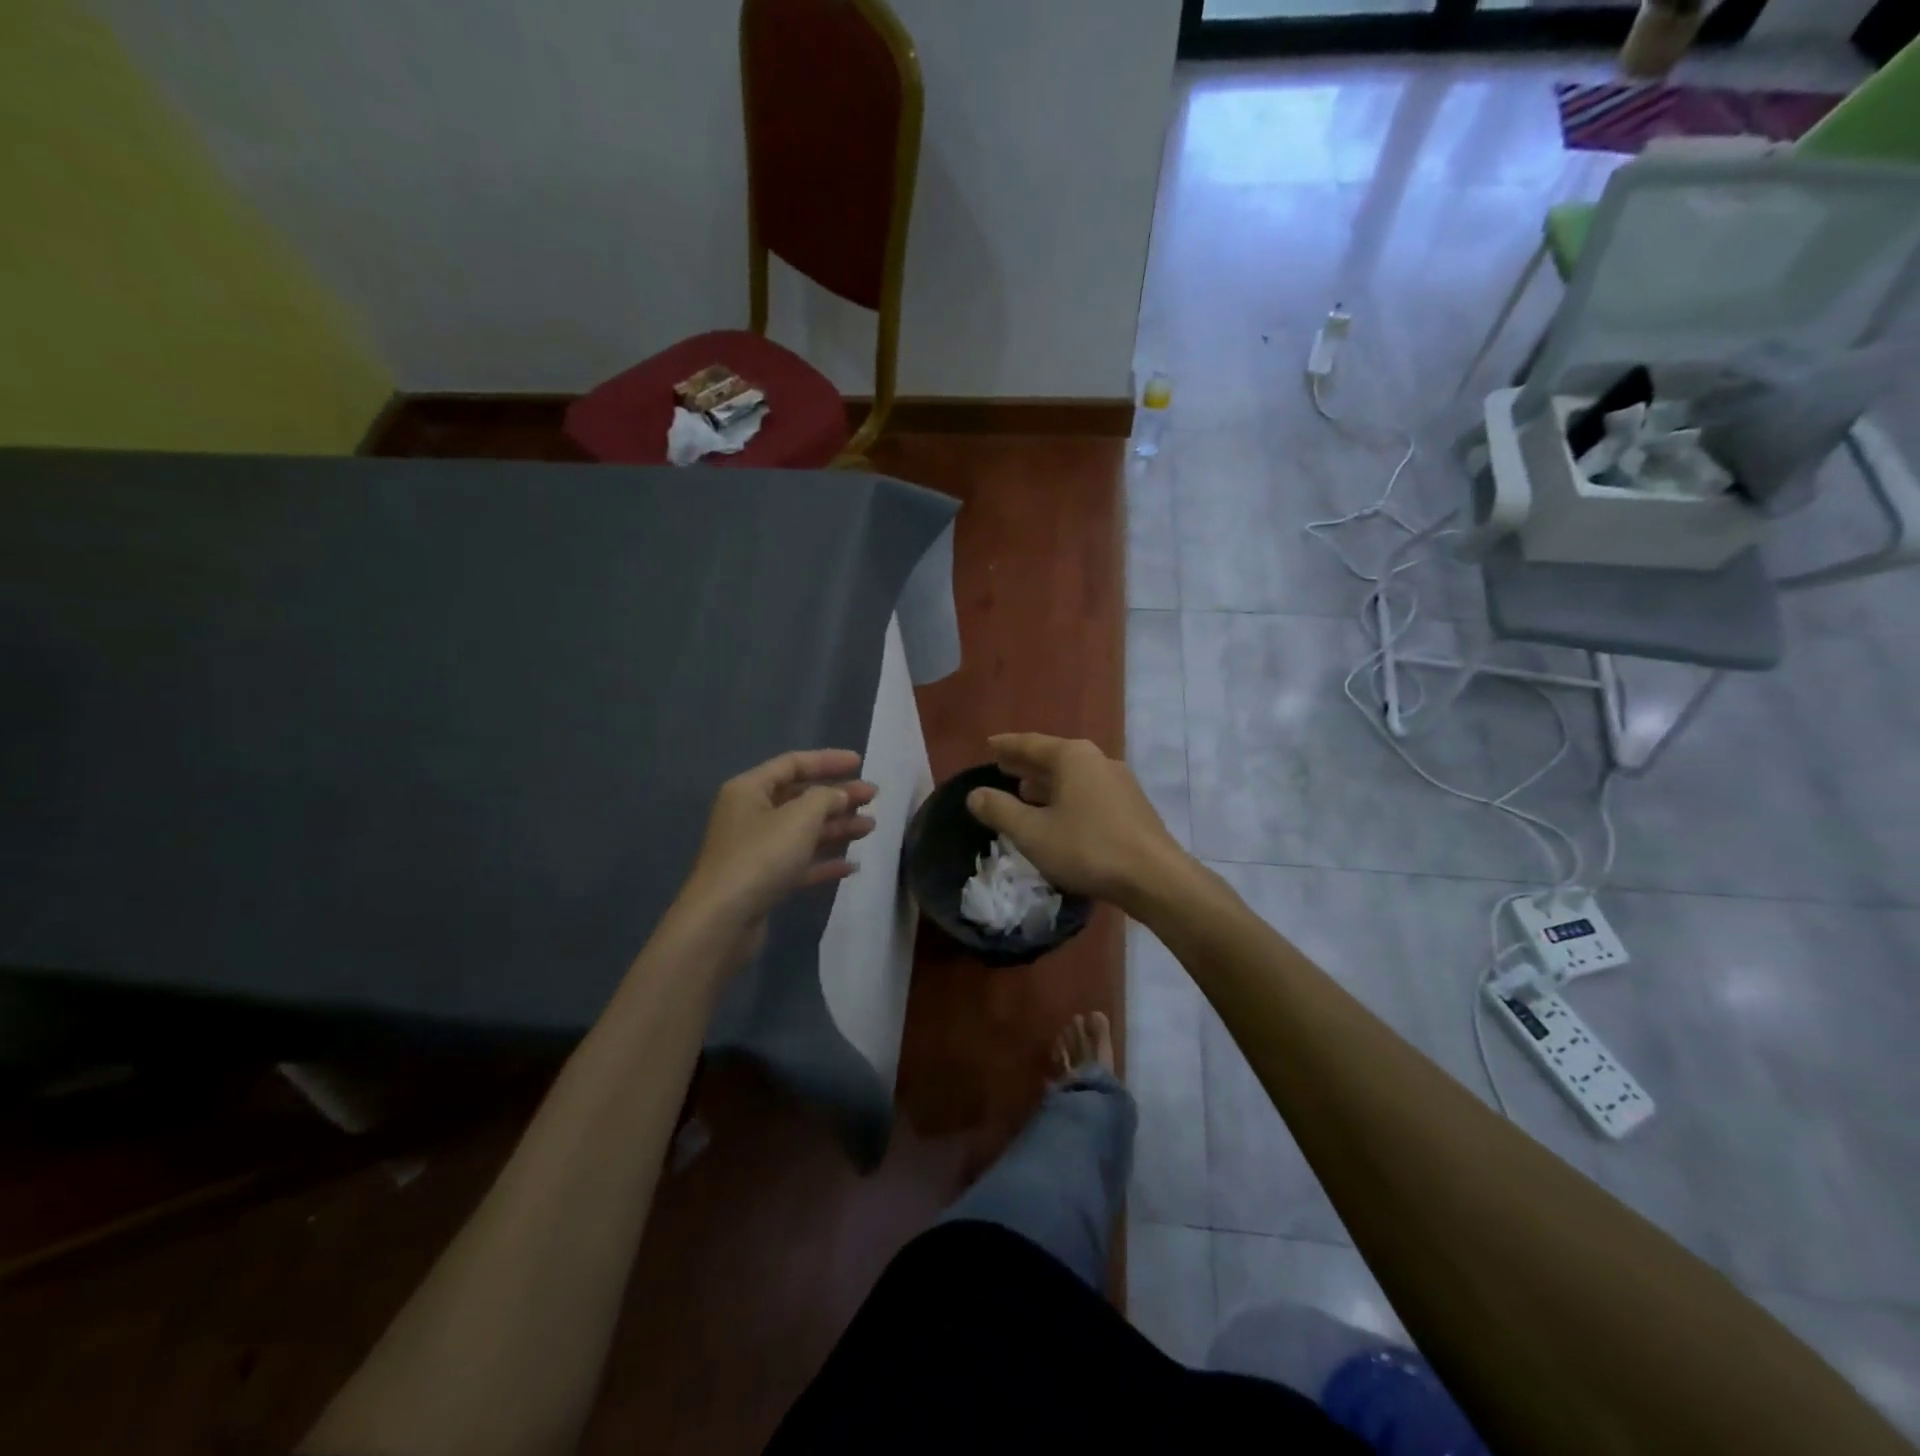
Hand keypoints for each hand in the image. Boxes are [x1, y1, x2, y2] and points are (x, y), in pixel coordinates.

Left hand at [680, 749, 876, 957]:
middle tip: (872, 796)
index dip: (827, 761)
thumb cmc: (761, 857)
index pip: (792, 764)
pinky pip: (799, 863)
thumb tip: (839, 795)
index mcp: (750, 790)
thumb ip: (825, 798)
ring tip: (870, 828)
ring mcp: (756, 850)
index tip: (860, 762)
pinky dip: (824, 861)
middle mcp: (750, 815)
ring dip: (836, 827)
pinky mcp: (763, 881)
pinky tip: (851, 866)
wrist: (722, 921)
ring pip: (803, 831)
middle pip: (800, 797)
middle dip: (838, 796)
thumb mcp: (799, 818)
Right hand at [965, 734, 1186, 912]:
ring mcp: (1119, 783)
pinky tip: (1060, 815)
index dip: (1007, 745)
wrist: (1154, 878)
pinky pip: (1089, 793)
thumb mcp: (1032, 832)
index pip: (1031, 743)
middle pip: (1054, 757)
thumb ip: (1000, 811)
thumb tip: (975, 794)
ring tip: (1025, 791)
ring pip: (1074, 776)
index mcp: (1073, 757)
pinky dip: (1067, 797)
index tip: (989, 744)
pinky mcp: (1131, 807)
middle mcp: (1098, 760)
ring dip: (1048, 782)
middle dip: (1027, 763)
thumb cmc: (1087, 848)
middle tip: (1002, 766)